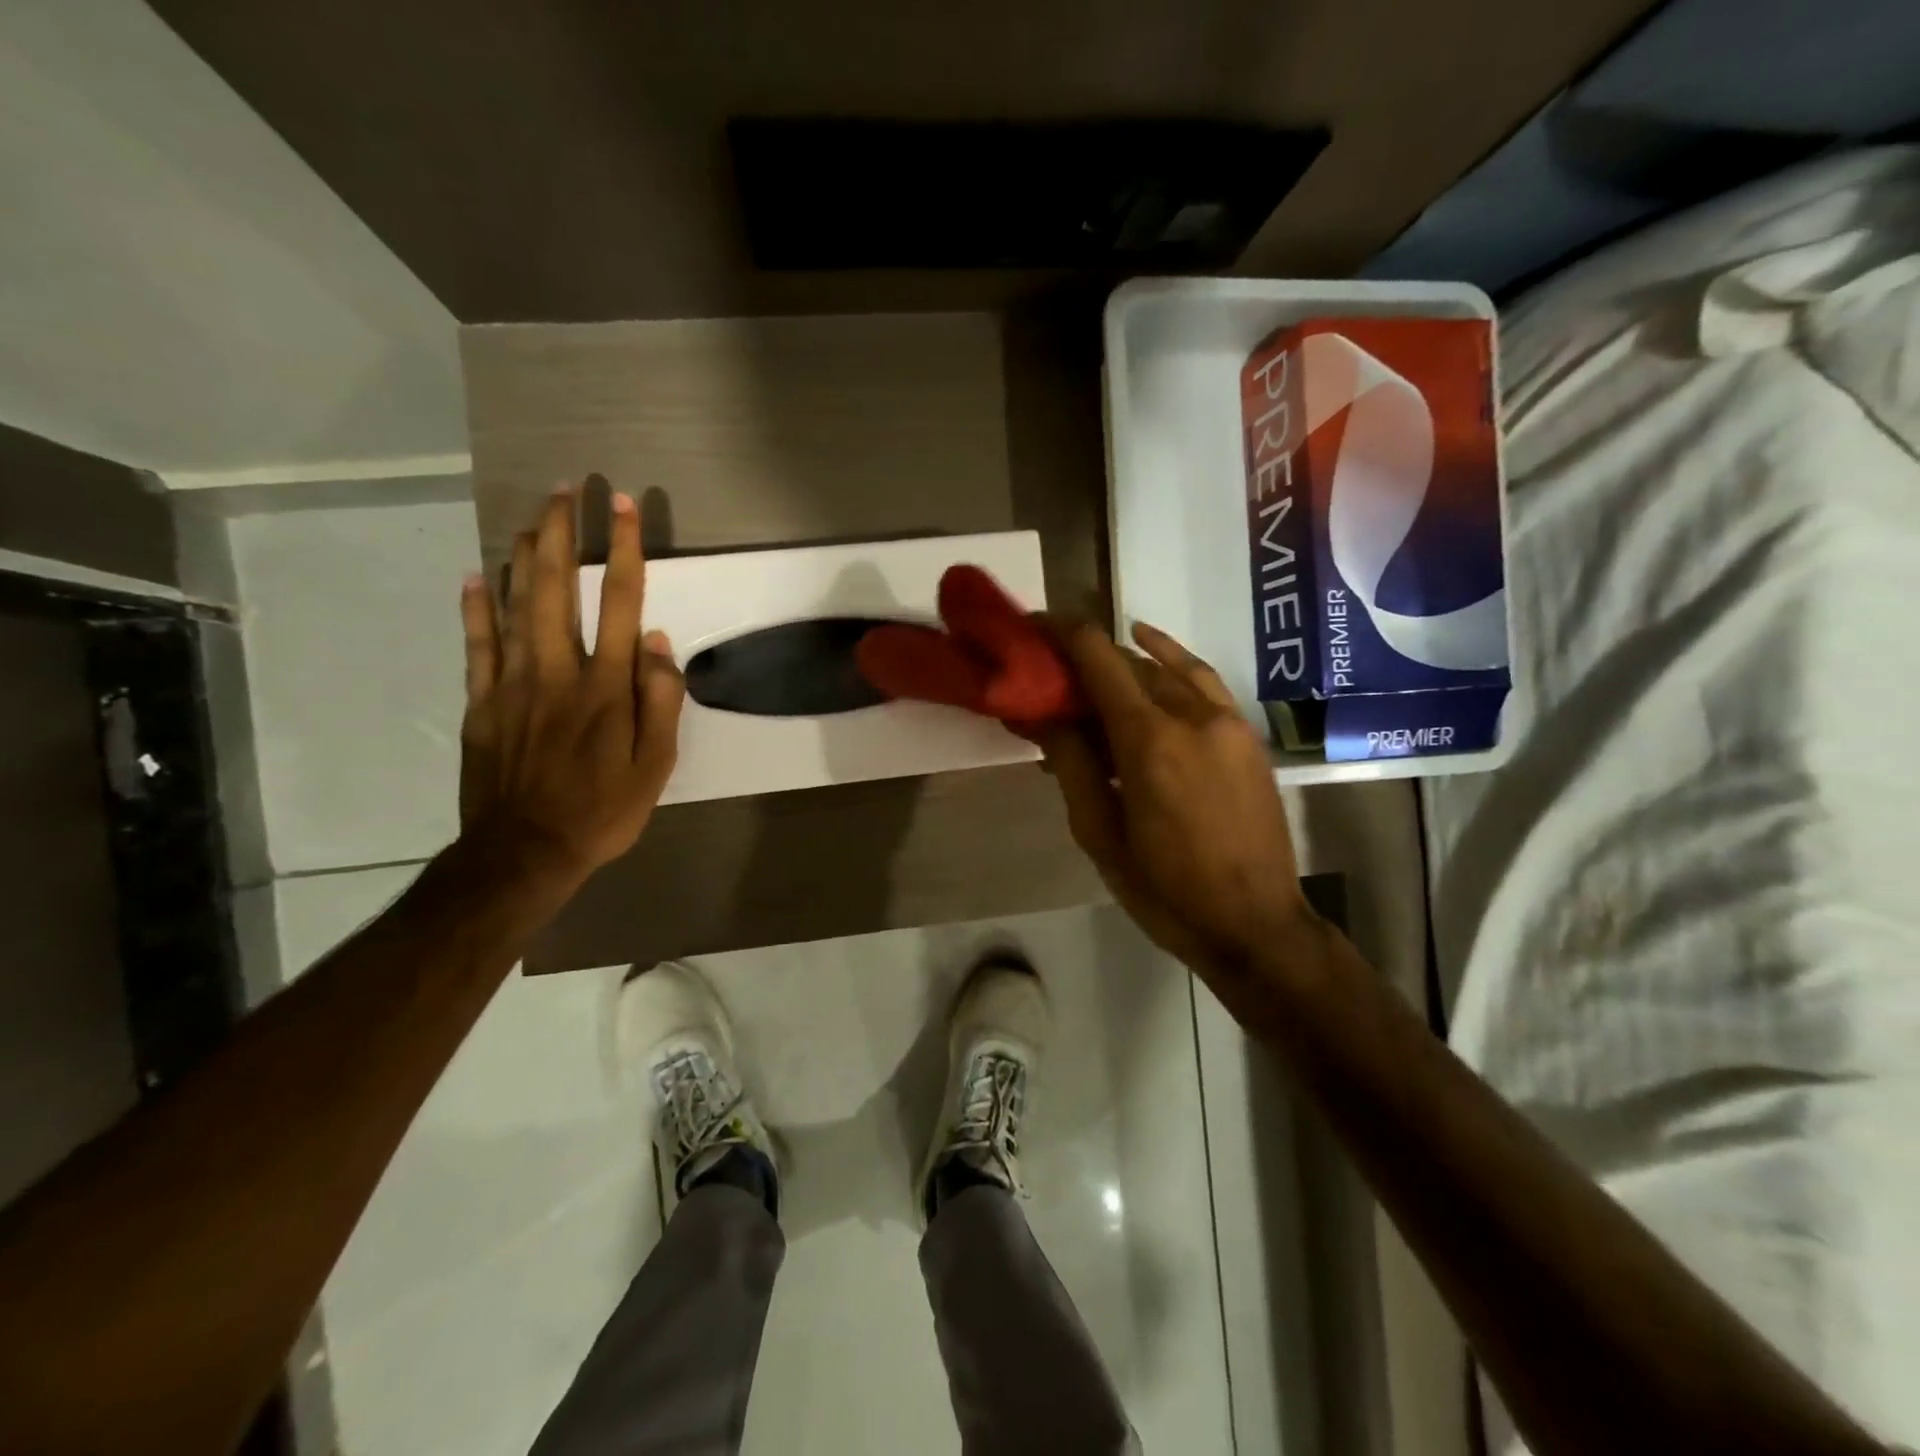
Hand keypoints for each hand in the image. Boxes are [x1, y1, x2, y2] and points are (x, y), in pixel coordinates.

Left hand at [457, 486, 684, 887]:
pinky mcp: (481, 702)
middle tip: (565, 491)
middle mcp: (559, 671)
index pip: (621, 602)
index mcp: (608, 687)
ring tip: (530, 517)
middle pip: (558, 587)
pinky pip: (477, 644)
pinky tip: (476, 576)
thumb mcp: (657, 766)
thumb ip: (661, 701)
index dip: (624, 549)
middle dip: (562, 534)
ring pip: (515, 604)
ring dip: (523, 556)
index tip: (622, 506)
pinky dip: (476, 607)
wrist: (525, 851)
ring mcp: (513, 683)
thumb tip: (661, 643)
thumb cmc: (603, 810)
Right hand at [1041, 621, 1311, 968]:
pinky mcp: (1245, 733)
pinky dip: (1170, 657)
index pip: (1098, 660)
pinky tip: (1147, 644)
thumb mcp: (1100, 834)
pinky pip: (1202, 679)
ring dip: (1122, 661)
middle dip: (1085, 657)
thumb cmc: (1164, 889)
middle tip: (1049, 670)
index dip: (1062, 635)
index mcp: (1148, 741)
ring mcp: (1226, 721)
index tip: (1033, 628)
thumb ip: (1072, 764)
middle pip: (1128, 662)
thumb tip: (1045, 714)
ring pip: (1165, 668)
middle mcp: (1190, 715)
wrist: (1253, 923)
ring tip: (1088, 669)